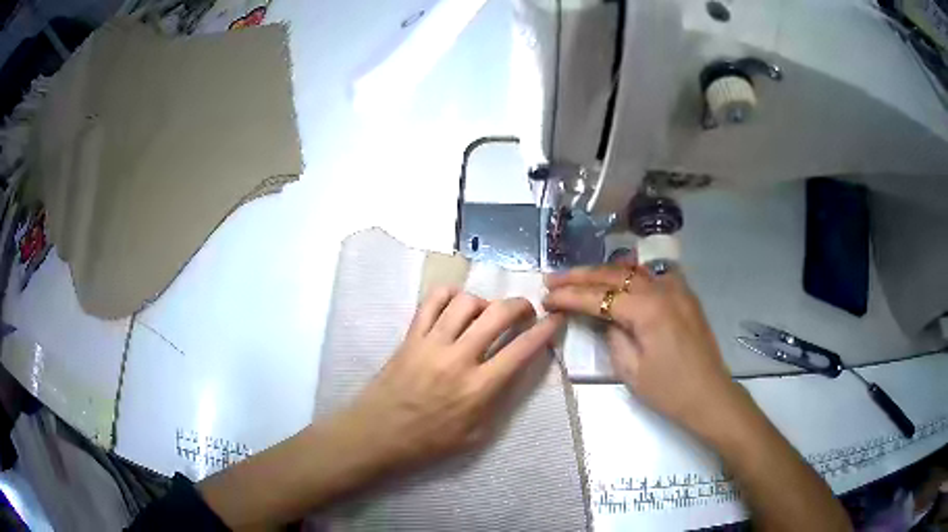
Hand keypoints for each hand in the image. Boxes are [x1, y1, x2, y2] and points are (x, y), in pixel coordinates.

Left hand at [338, 288, 564, 473]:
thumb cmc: (428, 443)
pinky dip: (449, 295)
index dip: (545, 331)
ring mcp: (431, 343)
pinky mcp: (410, 336)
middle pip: (497, 315)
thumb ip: (499, 401)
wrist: (377, 435)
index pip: (521, 350)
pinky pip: (431, 301)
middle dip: (520, 305)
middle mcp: (458, 359)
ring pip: (466, 302)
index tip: (555, 319)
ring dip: (485, 302)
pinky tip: (456, 304)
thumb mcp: (475, 435)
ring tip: (487, 314)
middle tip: (526, 311)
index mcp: (478, 389)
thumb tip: (516, 370)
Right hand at [543, 264, 736, 433]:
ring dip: (604, 271)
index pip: (598, 296)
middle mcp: (662, 289)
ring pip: (633, 270)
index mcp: (647, 310)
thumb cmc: (669, 390)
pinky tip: (621, 278)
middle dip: (580, 276)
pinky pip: (653, 275)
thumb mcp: (631, 370)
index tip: (546, 297)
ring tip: (579, 276)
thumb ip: (612, 337)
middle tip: (553, 279)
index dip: (569, 296)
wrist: (709, 396)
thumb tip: (604, 319)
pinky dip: (632, 274)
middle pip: (613, 274)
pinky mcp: (685, 296)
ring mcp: (677, 289)